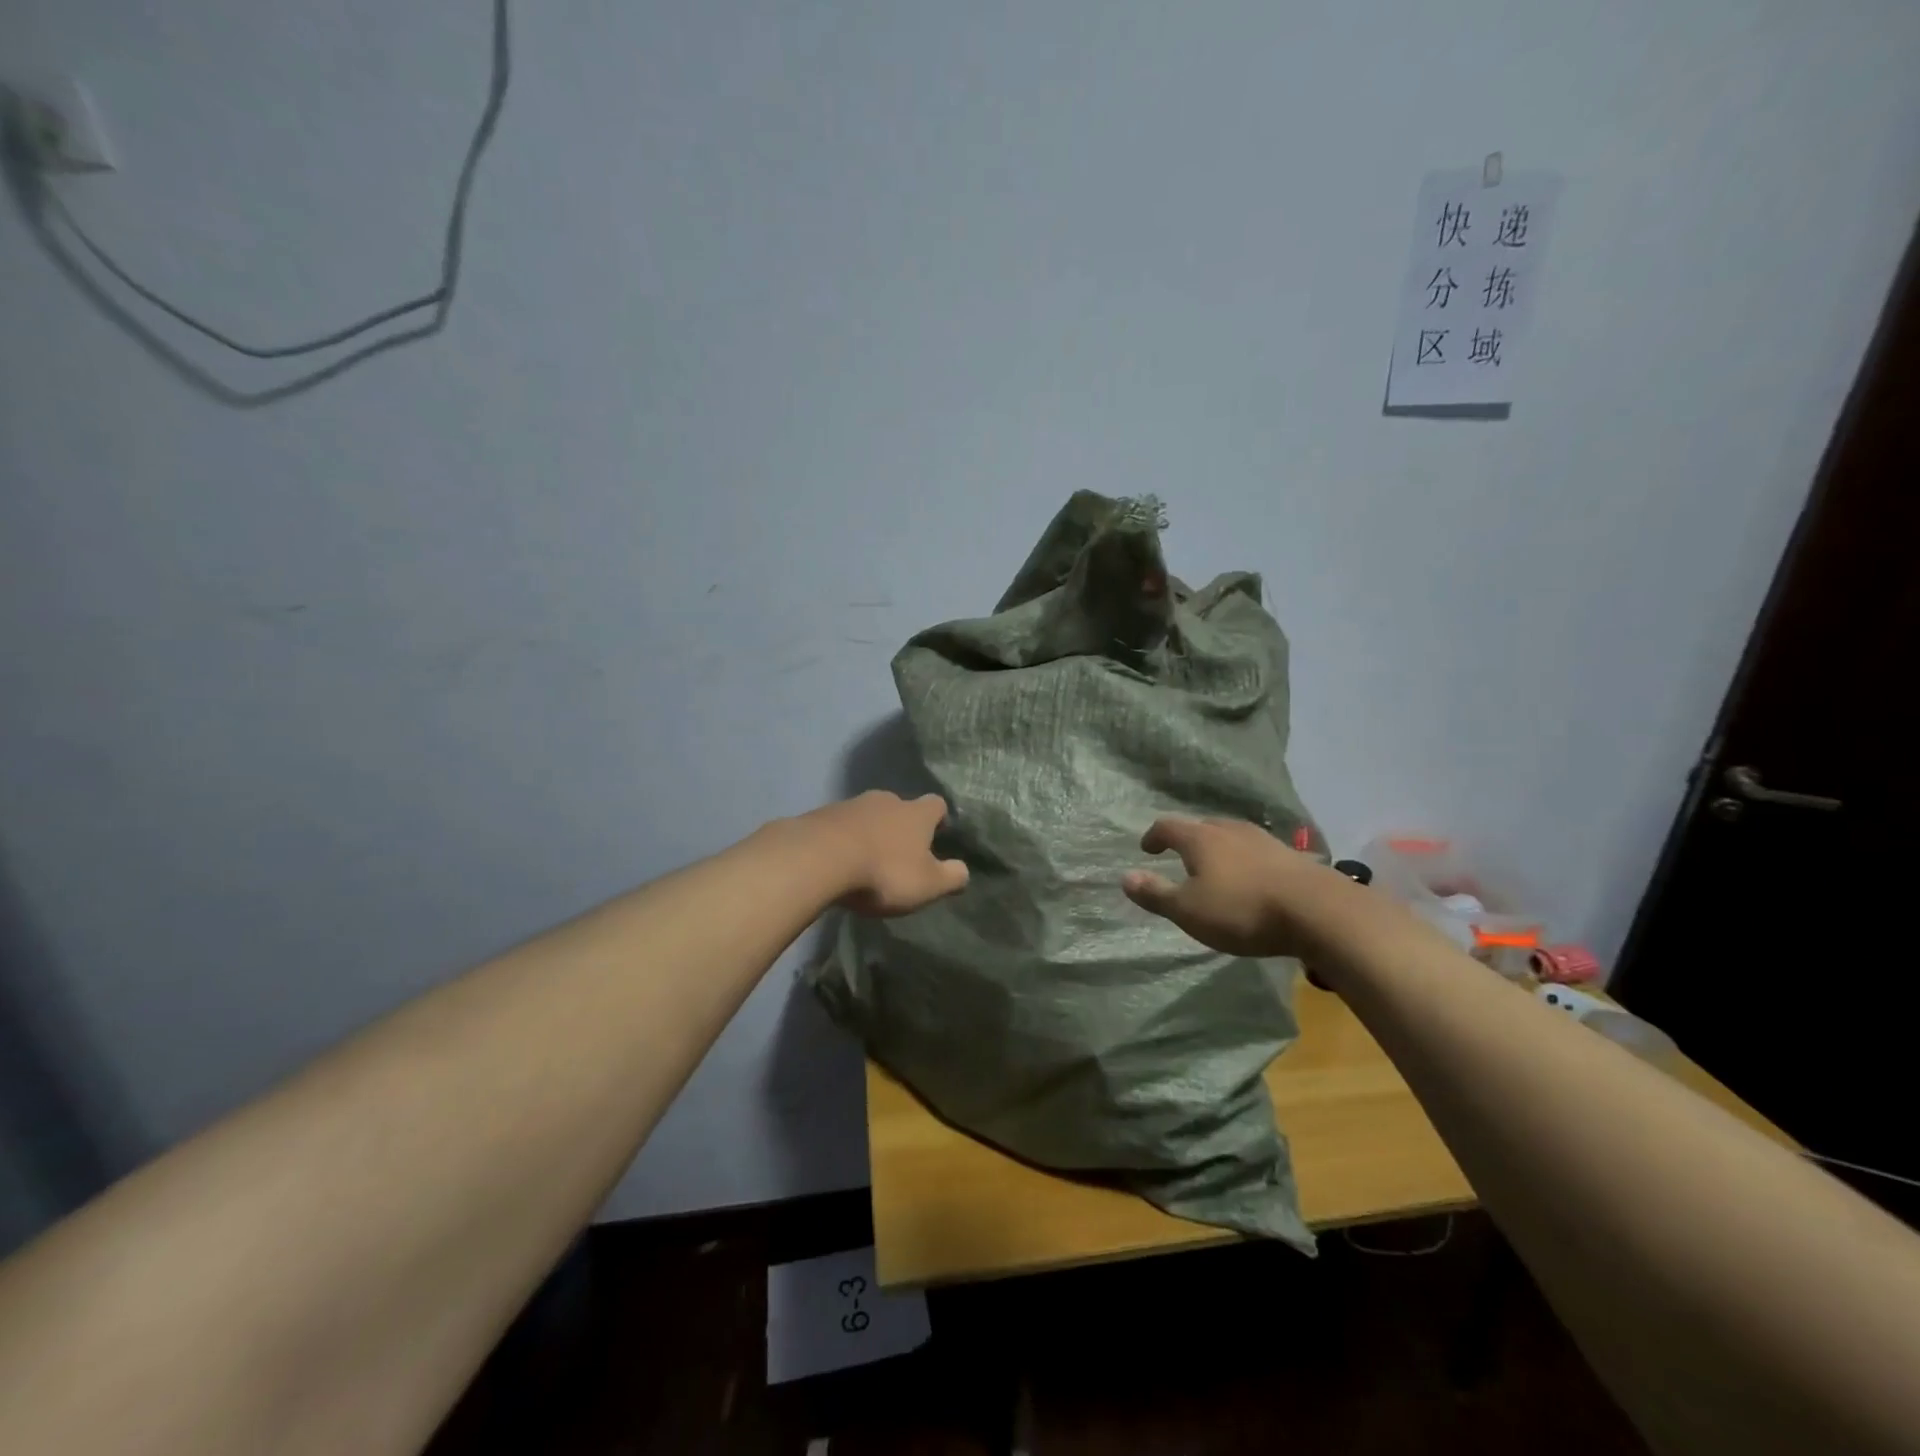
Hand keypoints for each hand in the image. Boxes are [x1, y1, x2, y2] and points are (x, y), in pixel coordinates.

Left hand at [807, 791, 970, 916]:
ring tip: (866, 858)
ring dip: (870, 831)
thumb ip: (951, 877)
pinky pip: (840, 825)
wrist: (818, 858)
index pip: (936, 804)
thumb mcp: (927, 885)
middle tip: (900, 851)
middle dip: (901, 826)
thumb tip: (964, 870)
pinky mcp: (821, 815)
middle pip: (900, 806)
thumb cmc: (883, 872)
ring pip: (868, 814)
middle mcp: (886, 800)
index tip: (937, 834)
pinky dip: (843, 838)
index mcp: (916, 813)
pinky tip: (838, 860)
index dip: (939, 818)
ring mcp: (851, 804)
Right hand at [1122, 816, 1343, 958]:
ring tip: (1217, 866)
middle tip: (1181, 855)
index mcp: (1201, 839)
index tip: (1147, 848)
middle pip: (1203, 826)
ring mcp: (1265, 841)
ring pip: (1233, 836)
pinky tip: (1253, 877)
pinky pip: (1258, 851)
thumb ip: (1156, 894)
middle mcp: (1231, 831)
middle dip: (1188, 839)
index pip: (1169, 827)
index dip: (1154, 836)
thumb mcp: (1189, 911)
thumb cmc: (1242, 910)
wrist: (1318, 912)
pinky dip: (1247, 860)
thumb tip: (1125, 877)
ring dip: (1220, 848)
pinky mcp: (1292, 857)